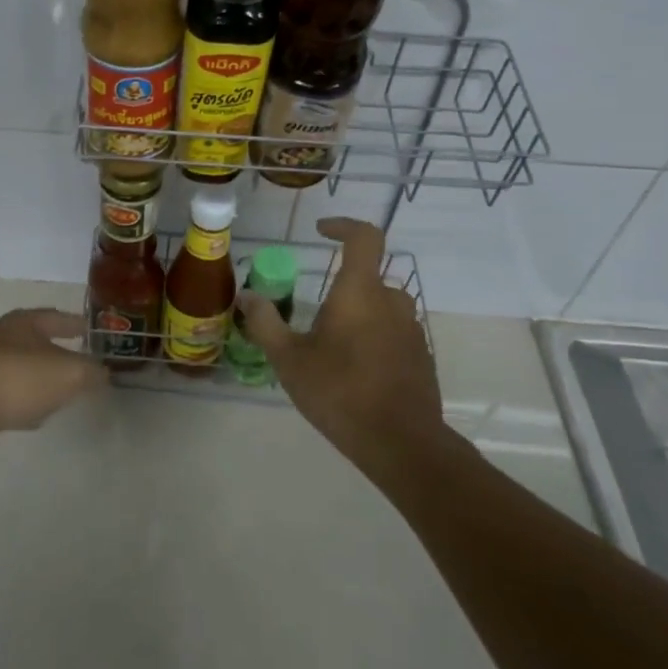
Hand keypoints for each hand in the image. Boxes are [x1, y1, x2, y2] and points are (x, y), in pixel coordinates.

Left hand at [0, 309, 106, 447]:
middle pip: (36, 343)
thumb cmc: (15, 380)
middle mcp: (1, 339)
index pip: (57, 317)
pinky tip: (31, 419)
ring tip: (60, 395)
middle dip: (57, 353)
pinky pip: (5, 397)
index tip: (93, 331)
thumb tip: (102, 372)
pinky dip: (21, 403)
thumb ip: (90, 372)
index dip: (76, 324)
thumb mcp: (68, 373)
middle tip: (81, 366)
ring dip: (39, 381)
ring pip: (21, 371)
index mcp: (24, 323)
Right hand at [237, 219, 447, 464]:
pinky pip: (393, 333)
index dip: (343, 226)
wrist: (401, 442)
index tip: (321, 231)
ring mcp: (412, 330)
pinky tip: (354, 372)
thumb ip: (265, 323)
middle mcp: (391, 302)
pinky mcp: (421, 357)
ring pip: (381, 307)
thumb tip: (246, 296)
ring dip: (358, 315)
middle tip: (313, 314)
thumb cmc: (339, 392)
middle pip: (368, 277)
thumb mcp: (289, 359)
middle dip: (341, 288)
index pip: (364, 237)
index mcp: (360, 292)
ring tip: (331, 347)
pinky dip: (373, 339)